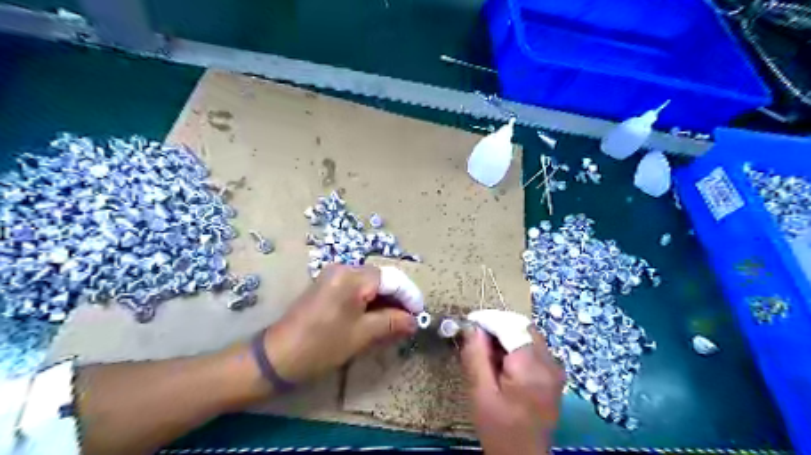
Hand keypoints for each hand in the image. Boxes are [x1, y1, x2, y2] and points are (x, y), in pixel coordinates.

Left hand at [263, 265, 416, 384]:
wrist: (277, 357)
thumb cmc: (322, 345)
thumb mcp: (362, 334)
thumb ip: (392, 322)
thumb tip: (414, 321)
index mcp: (353, 276)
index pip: (392, 279)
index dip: (409, 296)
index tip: (421, 315)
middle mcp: (343, 269)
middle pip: (381, 279)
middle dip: (398, 299)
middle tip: (409, 322)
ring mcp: (333, 276)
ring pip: (370, 285)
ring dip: (385, 302)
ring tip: (397, 323)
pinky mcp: (328, 286)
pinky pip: (357, 289)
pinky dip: (370, 302)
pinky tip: (377, 318)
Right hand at [458, 327, 565, 453]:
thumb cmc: (499, 429)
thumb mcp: (480, 393)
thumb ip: (476, 356)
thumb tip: (471, 327)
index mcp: (531, 368)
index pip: (510, 327)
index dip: (488, 319)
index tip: (468, 322)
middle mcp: (549, 363)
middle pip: (521, 327)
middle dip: (497, 326)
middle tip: (475, 338)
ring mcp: (555, 368)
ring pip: (527, 334)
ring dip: (505, 335)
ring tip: (486, 351)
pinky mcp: (553, 373)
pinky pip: (532, 347)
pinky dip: (514, 345)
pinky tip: (501, 361)